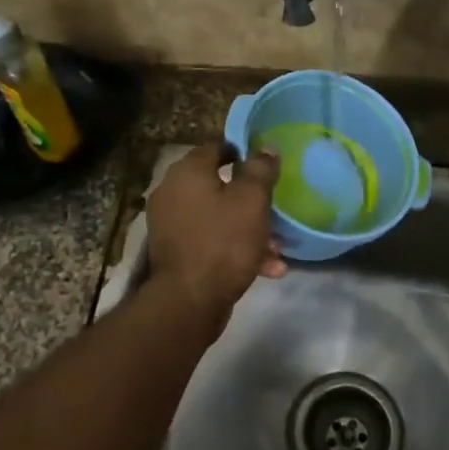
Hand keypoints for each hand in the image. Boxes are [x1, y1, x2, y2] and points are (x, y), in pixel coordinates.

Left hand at [147, 143, 285, 317]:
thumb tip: (266, 148)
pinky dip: (234, 248)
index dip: (241, 153)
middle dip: (250, 199)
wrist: (189, 301)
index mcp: (187, 172)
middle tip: (274, 208)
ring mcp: (171, 224)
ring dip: (248, 229)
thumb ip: (260, 170)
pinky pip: (210, 240)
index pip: (215, 148)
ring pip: (217, 217)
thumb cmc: (224, 241)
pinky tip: (266, 268)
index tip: (264, 165)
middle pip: (217, 186)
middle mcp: (172, 192)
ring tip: (277, 248)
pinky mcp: (176, 252)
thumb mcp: (252, 200)